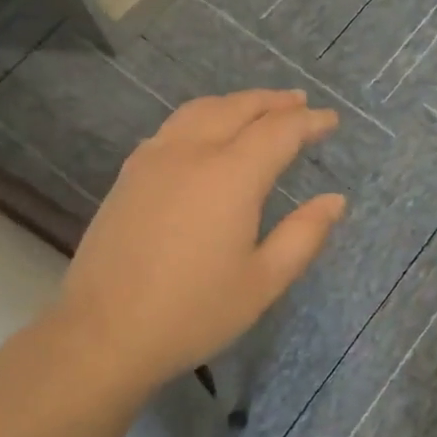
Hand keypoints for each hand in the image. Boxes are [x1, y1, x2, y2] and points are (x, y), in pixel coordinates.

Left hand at [55, 90, 343, 395]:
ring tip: (259, 109)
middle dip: (274, 102)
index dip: (309, 121)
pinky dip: (204, 116)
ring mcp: (154, 159)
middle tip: (300, 102)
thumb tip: (335, 200)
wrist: (101, 334)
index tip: (331, 120)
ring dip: (237, 103)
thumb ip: (304, 235)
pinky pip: (174, 126)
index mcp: (231, 176)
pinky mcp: (130, 174)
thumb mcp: (263, 282)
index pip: (279, 131)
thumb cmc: (192, 312)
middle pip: (239, 108)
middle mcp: (193, 152)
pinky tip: (207, 133)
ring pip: (202, 109)